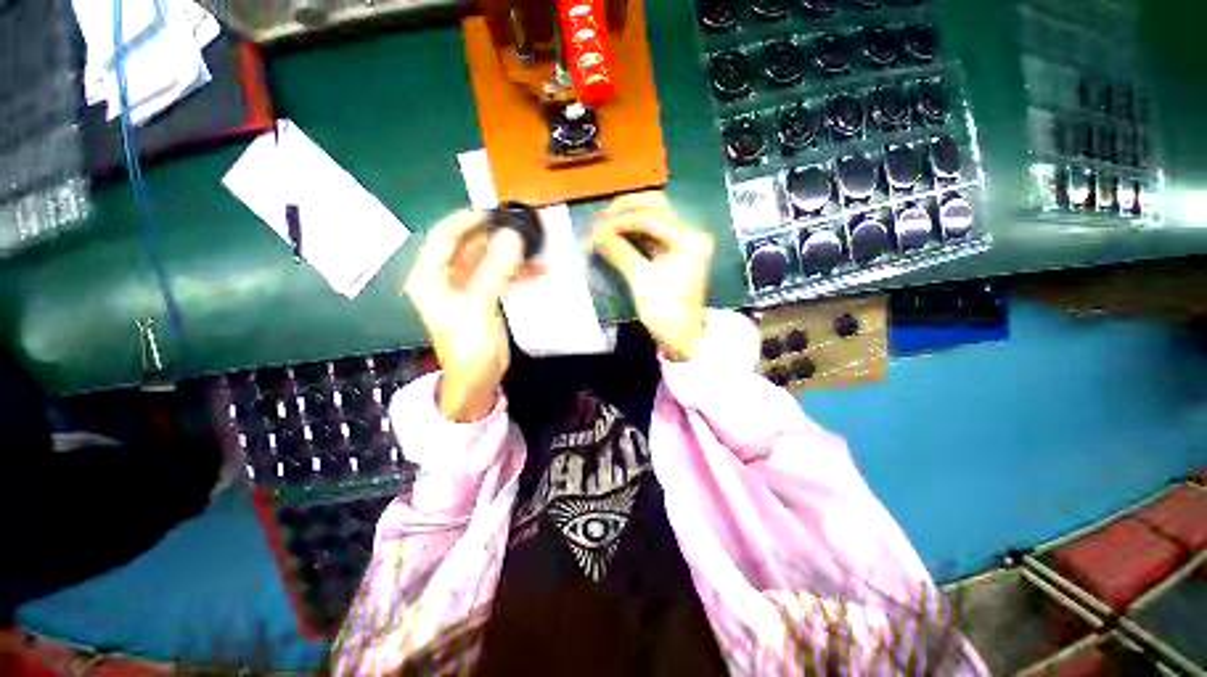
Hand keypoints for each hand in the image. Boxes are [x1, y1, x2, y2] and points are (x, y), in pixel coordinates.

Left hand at [403, 211, 536, 421]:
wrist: (476, 379)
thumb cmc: (468, 347)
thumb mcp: (479, 306)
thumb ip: (495, 270)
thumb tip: (513, 237)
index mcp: (430, 277)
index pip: (445, 236)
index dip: (468, 221)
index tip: (495, 212)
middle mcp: (443, 278)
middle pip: (466, 245)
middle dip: (492, 235)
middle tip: (519, 226)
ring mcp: (464, 287)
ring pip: (484, 259)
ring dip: (506, 252)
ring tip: (530, 243)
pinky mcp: (481, 297)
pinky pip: (497, 274)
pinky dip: (514, 270)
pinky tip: (534, 268)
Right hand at [593, 192, 713, 360]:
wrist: (681, 337)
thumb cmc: (666, 311)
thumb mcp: (642, 280)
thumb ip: (619, 251)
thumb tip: (595, 233)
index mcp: (689, 239)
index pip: (652, 217)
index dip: (622, 220)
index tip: (598, 229)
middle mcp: (688, 233)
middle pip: (655, 206)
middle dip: (625, 209)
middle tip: (600, 219)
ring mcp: (681, 242)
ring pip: (651, 217)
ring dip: (626, 218)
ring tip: (603, 225)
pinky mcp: (671, 252)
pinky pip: (649, 233)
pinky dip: (631, 232)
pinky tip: (614, 234)